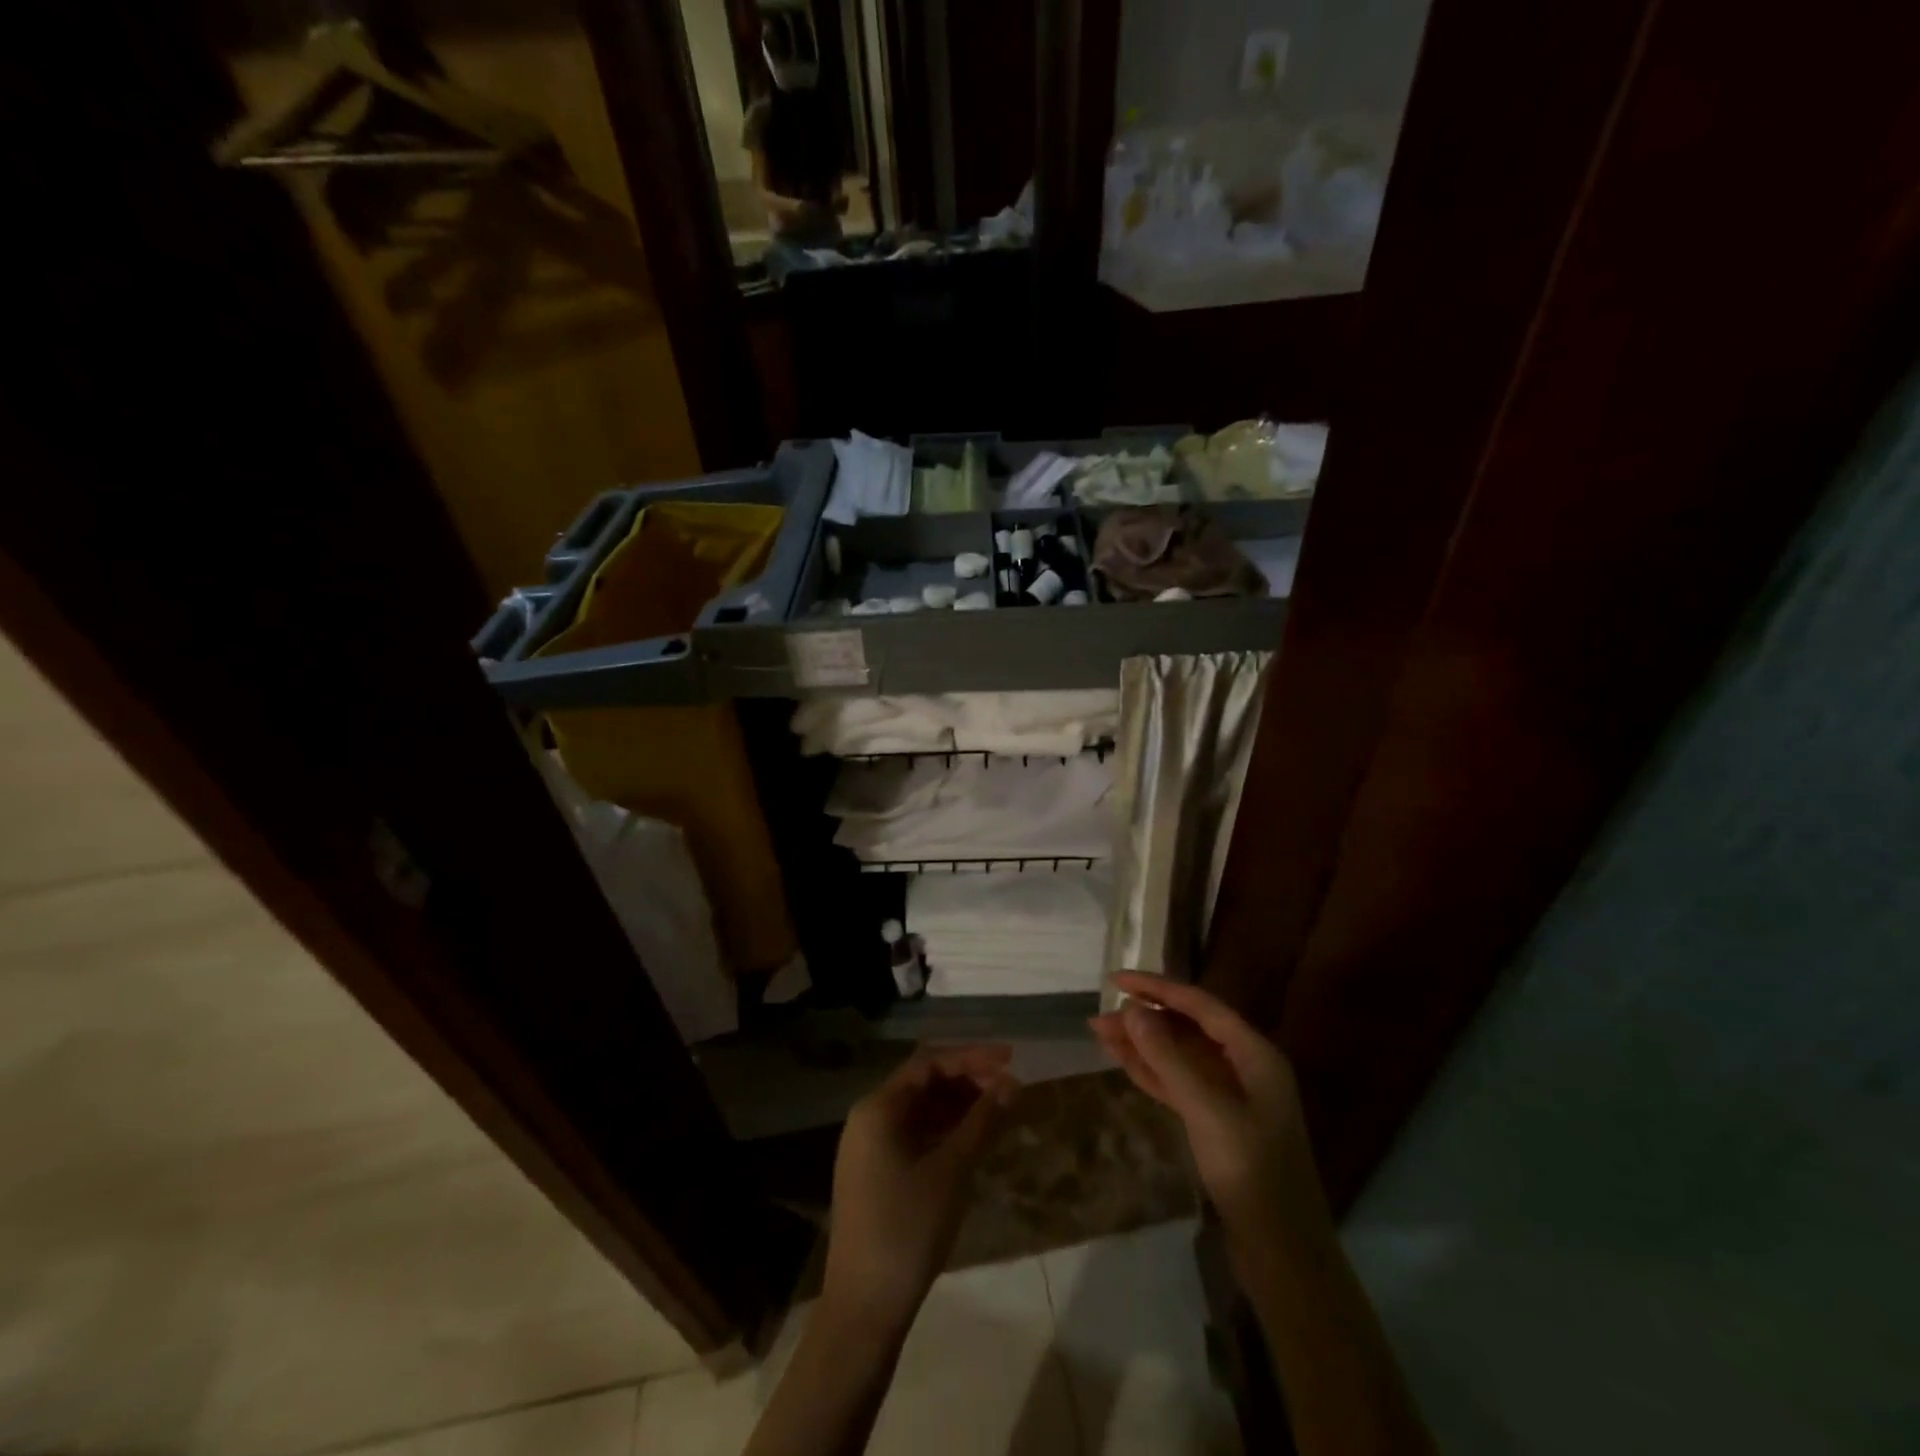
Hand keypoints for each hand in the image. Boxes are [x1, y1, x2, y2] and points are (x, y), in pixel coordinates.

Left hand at [823, 1046, 1019, 1331]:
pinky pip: (913, 1134)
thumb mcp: (952, 1171)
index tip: (1011, 1059)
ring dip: (957, 1105)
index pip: (929, 1063)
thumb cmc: (907, 1229)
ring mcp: (869, 1147)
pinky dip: (943, 1130)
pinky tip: (971, 1140)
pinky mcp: (875, 1173)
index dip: (972, 1057)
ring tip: (997, 1111)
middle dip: (967, 1080)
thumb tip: (1012, 1083)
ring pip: (919, 1110)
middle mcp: (868, 1118)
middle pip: (923, 1082)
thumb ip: (982, 1122)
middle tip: (1008, 1088)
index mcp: (878, 1107)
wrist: (863, 1309)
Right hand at [1092, 973, 1329, 1254]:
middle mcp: (1244, 1067)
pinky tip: (1124, 1062)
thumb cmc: (1251, 1172)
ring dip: (1143, 1045)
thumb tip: (1133, 1011)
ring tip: (1100, 1034)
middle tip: (1100, 1017)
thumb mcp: (1207, 1110)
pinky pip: (1179, 1084)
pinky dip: (1152, 1072)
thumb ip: (1168, 1058)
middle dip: (1145, 1019)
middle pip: (1188, 1029)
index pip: (1200, 1005)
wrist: (1283, 1254)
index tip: (1116, 981)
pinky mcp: (1217, 1124)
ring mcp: (1231, 1097)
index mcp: (1254, 1054)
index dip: (1158, 988)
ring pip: (1179, 1057)